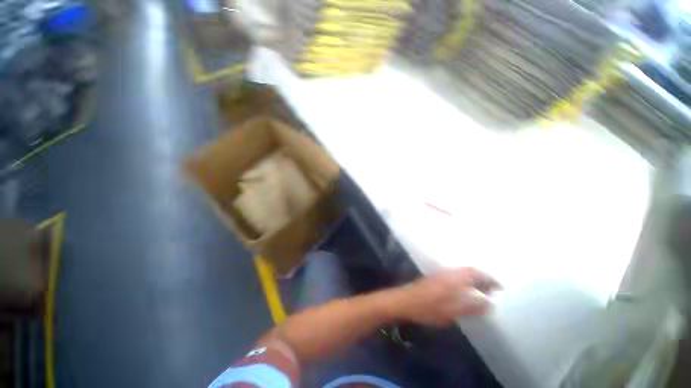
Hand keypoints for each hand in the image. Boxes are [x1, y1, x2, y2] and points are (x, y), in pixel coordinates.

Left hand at [390, 268, 501, 326]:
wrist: (405, 301)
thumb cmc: (428, 306)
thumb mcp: (453, 310)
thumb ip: (472, 306)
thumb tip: (490, 303)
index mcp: (455, 277)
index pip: (477, 272)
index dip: (491, 279)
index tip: (501, 288)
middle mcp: (449, 272)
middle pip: (471, 272)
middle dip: (484, 280)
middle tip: (494, 293)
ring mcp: (441, 275)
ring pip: (463, 275)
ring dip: (474, 283)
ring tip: (484, 295)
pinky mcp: (435, 280)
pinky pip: (455, 279)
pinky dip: (465, 285)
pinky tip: (466, 296)